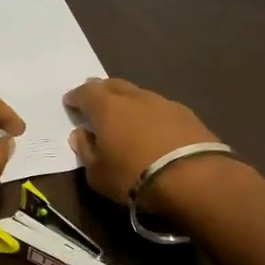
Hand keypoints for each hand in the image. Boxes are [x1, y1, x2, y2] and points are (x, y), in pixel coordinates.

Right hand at [64, 77, 222, 205]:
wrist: (194, 179)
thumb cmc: (133, 176)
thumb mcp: (97, 174)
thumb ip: (86, 150)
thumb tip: (81, 134)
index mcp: (107, 107)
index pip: (86, 92)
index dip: (76, 96)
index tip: (70, 102)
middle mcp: (134, 97)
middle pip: (113, 85)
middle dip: (101, 91)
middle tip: (95, 100)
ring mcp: (163, 103)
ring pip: (139, 94)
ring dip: (129, 101)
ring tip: (126, 115)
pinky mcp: (188, 115)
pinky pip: (160, 108)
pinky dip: (151, 114)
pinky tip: (153, 127)